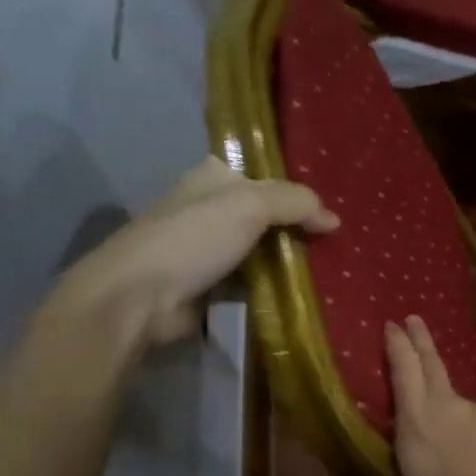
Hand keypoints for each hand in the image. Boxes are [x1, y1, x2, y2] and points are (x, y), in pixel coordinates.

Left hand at [50, 158, 337, 347]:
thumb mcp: (251, 205)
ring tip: (331, 268)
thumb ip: (296, 203)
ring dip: (290, 260)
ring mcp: (208, 249)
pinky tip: (304, 292)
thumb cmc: (192, 239)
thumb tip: (333, 220)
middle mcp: (209, 208)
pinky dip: (275, 286)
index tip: (330, 211)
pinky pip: (254, 280)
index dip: (297, 191)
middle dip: (297, 228)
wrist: (139, 298)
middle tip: (337, 242)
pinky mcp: (210, 285)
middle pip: (267, 215)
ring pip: (262, 249)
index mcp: (212, 177)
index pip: (266, 177)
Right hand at [354, 317, 475, 475]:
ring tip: (448, 445)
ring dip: (448, 409)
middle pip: (432, 363)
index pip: (403, 370)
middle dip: (420, 339)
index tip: (392, 324)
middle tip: (413, 318)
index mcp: (417, 421)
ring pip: (458, 403)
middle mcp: (449, 406)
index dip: (397, 344)